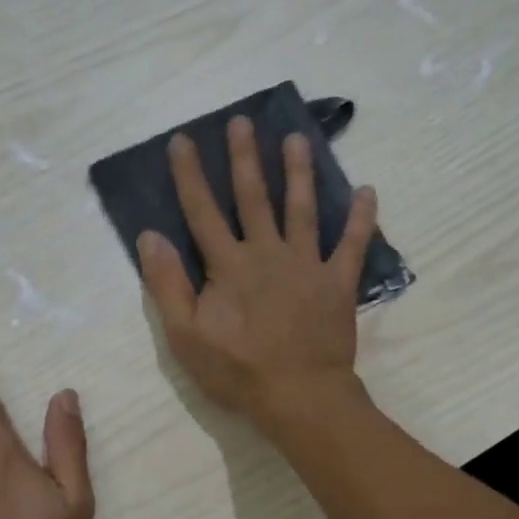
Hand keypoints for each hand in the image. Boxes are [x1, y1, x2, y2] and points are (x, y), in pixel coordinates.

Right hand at [138, 115, 378, 433]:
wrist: (300, 397)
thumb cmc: (237, 371)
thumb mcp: (185, 335)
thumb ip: (167, 285)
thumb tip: (150, 236)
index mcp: (228, 265)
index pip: (202, 211)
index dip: (190, 175)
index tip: (183, 140)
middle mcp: (267, 253)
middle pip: (253, 197)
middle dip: (245, 157)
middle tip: (242, 121)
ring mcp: (307, 265)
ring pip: (302, 209)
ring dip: (298, 172)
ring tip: (297, 140)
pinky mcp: (338, 283)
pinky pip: (352, 245)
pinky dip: (361, 219)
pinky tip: (368, 191)